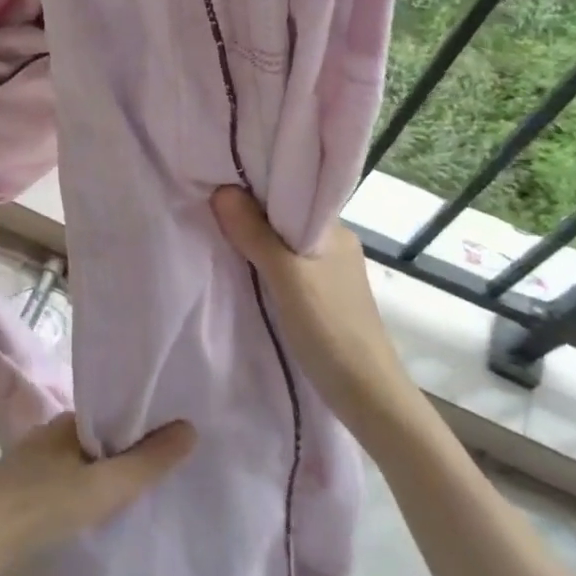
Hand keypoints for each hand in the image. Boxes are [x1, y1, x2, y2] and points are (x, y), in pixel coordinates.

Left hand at [0, 413, 195, 568]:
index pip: (117, 415)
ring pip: (84, 463)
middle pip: (102, 440)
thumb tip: (191, 427)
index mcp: (70, 421)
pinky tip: (100, 512)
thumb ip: (148, 462)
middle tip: (167, 475)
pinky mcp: (25, 488)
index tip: (176, 442)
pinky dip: (88, 491)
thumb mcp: (104, 485)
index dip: (146, 426)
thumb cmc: (43, 502)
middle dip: (130, 453)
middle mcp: (53, 433)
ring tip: (140, 496)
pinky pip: (69, 482)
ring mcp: (36, 461)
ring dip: (108, 475)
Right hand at [212, 186, 424, 445]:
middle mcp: (334, 245)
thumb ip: (256, 235)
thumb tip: (222, 189)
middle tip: (208, 206)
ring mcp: (329, 274)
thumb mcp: (287, 278)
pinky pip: (285, 268)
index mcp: (334, 231)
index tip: (219, 178)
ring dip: (255, 241)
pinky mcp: (321, 299)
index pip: (293, 192)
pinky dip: (263, 265)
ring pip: (283, 244)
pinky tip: (241, 270)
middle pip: (284, 218)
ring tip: (217, 234)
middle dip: (250, 213)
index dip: (257, 184)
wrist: (368, 396)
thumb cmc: (330, 330)